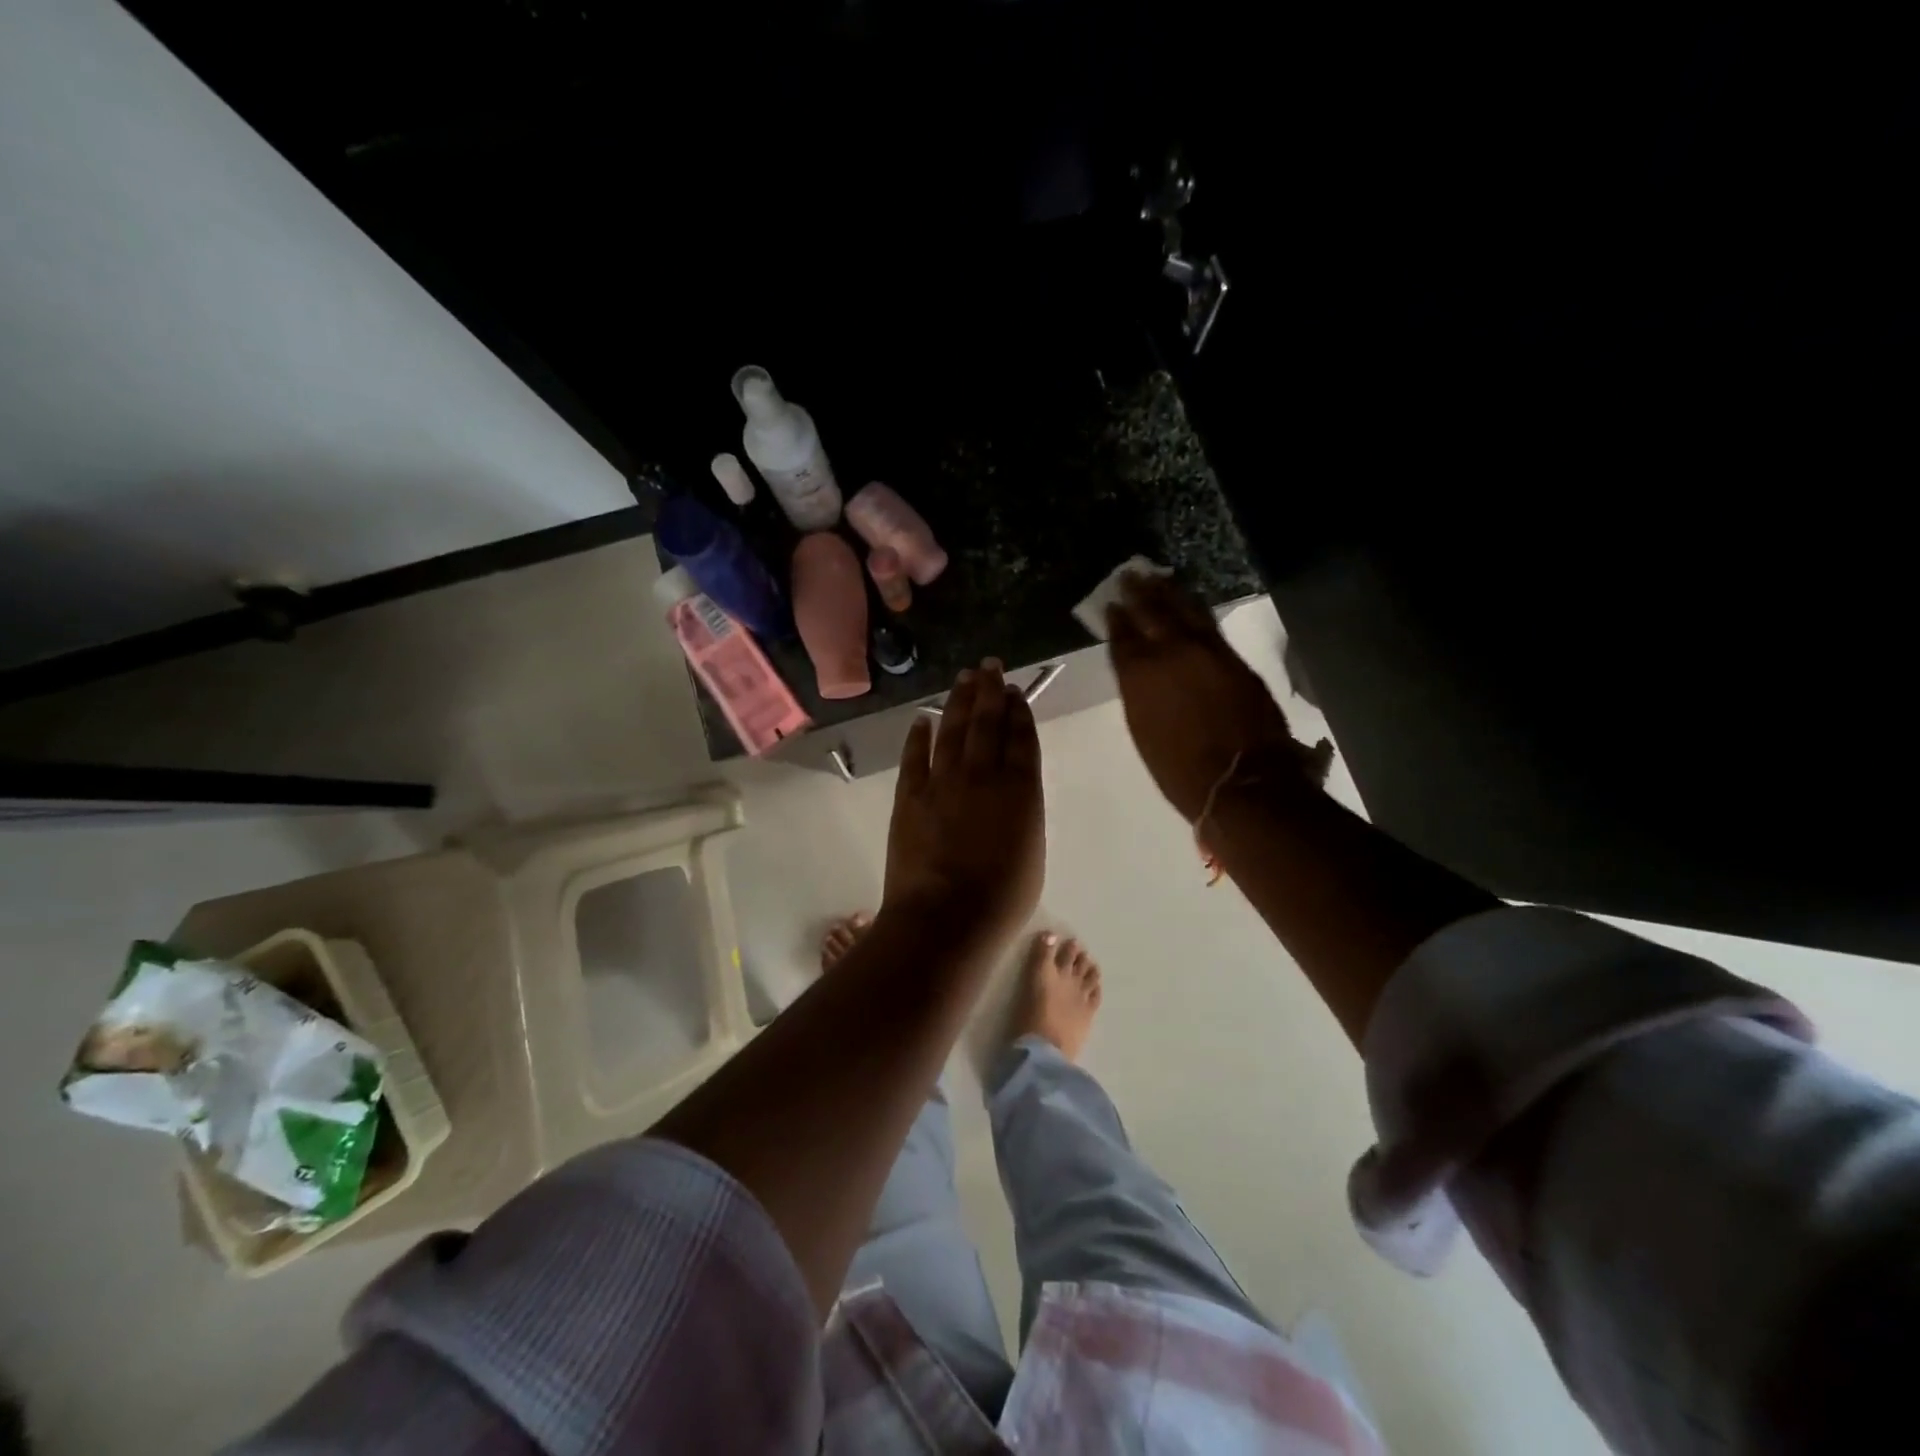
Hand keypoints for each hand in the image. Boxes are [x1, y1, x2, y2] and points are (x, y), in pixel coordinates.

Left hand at [883, 659, 1044, 946]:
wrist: (945, 918)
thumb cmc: (1001, 899)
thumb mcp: (1032, 853)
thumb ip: (1024, 813)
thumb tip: (1012, 789)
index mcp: (1020, 790)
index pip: (1020, 738)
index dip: (1018, 711)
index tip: (1014, 691)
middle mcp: (982, 775)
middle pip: (987, 723)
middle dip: (990, 691)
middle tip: (990, 666)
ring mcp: (942, 782)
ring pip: (952, 730)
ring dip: (958, 701)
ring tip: (964, 678)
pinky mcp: (910, 795)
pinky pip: (915, 757)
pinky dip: (919, 735)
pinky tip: (923, 718)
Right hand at [1107, 573, 1307, 821]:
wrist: (1240, 780)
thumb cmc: (1180, 770)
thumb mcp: (1144, 731)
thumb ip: (1139, 694)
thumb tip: (1140, 674)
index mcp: (1139, 676)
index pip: (1123, 638)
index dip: (1116, 619)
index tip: (1111, 603)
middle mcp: (1170, 654)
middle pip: (1152, 613)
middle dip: (1139, 593)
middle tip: (1130, 575)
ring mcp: (1206, 651)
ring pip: (1183, 610)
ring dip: (1168, 591)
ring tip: (1157, 577)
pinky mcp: (1233, 657)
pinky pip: (1208, 622)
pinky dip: (1195, 608)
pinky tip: (1190, 602)